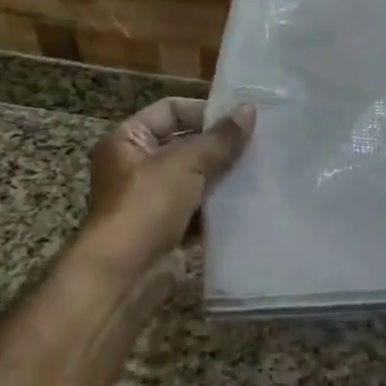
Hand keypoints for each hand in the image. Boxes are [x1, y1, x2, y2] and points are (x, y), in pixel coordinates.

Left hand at [82, 98, 255, 265]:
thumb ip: (221, 138)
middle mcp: (136, 166)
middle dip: (219, 144)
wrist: (125, 276)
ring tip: (260, 168)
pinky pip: (200, 207)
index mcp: (127, 140)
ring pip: (195, 177)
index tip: (241, 118)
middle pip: (185, 144)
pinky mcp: (168, 228)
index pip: (170, 111)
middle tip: (259, 142)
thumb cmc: (147, 206)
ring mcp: (152, 199)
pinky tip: (250, 199)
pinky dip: (220, 204)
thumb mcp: (186, 163)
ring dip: (223, 174)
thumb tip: (249, 109)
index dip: (204, 111)